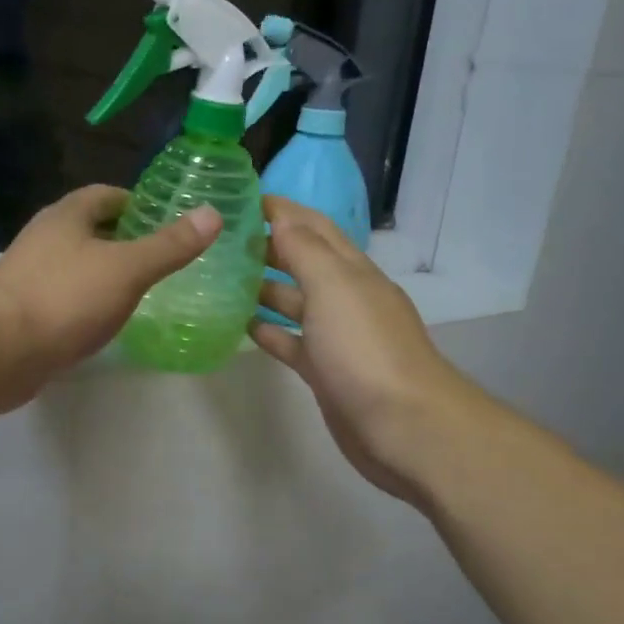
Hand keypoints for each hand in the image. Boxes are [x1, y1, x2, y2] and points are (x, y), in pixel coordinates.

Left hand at [0, 185, 220, 410]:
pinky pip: (66, 297)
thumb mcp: (127, 268)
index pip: (106, 195)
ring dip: (106, 272)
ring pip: (78, 265)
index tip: (167, 220)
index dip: (137, 203)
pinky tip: (107, 320)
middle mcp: (45, 238)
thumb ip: (169, 245)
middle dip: (125, 239)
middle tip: (163, 257)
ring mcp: (30, 275)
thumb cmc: (65, 298)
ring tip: (143, 289)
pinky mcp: (25, 310)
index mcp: (67, 216)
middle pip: (91, 229)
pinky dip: (89, 302)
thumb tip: (213, 214)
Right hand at [250, 197, 483, 501]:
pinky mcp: (325, 371)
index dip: (280, 210)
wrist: (403, 425)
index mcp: (351, 270)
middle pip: (302, 262)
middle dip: (267, 246)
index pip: (313, 226)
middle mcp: (345, 297)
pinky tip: (240, 326)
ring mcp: (335, 336)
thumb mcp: (334, 287)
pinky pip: (291, 342)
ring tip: (220, 279)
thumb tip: (280, 217)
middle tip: (219, 239)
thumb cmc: (365, 349)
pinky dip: (269, 331)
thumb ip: (305, 250)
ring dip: (263, 288)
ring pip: (294, 302)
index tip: (239, 198)